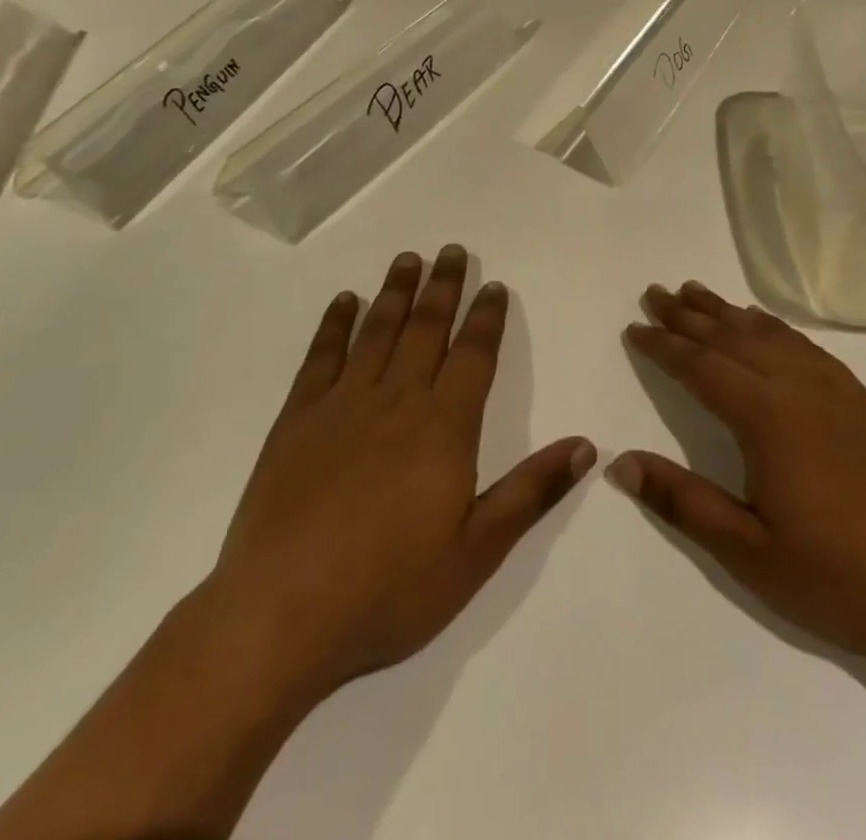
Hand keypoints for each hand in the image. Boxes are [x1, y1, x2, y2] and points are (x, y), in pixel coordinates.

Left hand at [204, 246, 594, 704]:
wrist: (279, 616)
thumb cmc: (388, 589)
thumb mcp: (476, 553)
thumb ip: (531, 492)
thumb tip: (586, 446)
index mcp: (444, 427)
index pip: (474, 354)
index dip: (486, 317)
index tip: (493, 285)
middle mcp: (397, 399)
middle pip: (427, 327)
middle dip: (443, 286)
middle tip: (452, 250)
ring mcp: (342, 404)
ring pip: (377, 330)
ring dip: (396, 290)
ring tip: (408, 258)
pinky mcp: (297, 418)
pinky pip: (321, 356)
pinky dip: (335, 323)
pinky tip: (345, 301)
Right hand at [612, 282, 865, 678]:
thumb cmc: (840, 578)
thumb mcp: (750, 554)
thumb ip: (683, 502)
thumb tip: (621, 463)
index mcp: (767, 419)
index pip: (700, 368)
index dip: (663, 346)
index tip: (634, 328)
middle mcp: (798, 388)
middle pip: (731, 338)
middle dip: (688, 315)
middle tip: (655, 293)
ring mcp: (836, 390)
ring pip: (769, 335)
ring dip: (728, 312)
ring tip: (697, 293)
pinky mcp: (863, 401)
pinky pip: (806, 346)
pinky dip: (774, 327)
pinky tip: (765, 327)